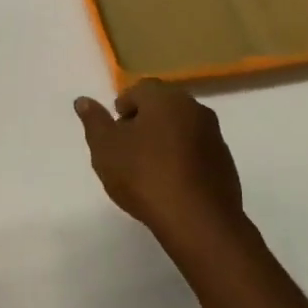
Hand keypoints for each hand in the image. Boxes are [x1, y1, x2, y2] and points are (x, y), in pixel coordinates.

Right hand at [75, 80, 245, 243]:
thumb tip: (83, 101)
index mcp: (165, 99)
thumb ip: (94, 121)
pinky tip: (170, 182)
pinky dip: (182, 158)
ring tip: (147, 168)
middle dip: (144, 122)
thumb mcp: (105, 148)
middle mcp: (194, 109)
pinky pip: (197, 150)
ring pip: (182, 128)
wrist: (197, 219)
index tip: (114, 131)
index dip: (123, 106)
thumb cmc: (144, 176)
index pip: (140, 88)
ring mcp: (214, 135)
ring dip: (164, 140)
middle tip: (126, 149)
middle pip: (163, 106)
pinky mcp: (225, 162)